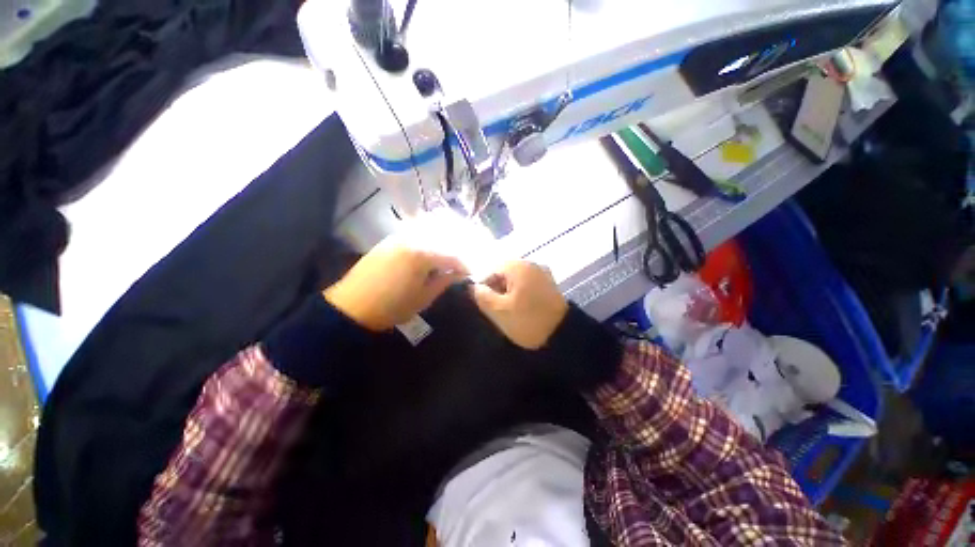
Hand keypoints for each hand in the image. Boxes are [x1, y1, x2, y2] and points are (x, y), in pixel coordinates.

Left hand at [324, 236, 467, 330]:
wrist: (351, 306)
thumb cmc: (392, 307)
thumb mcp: (424, 298)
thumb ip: (444, 282)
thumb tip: (458, 273)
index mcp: (423, 255)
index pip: (452, 256)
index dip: (463, 265)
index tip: (469, 273)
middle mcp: (412, 240)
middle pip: (441, 240)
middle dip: (454, 251)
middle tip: (460, 263)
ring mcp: (398, 238)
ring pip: (426, 234)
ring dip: (439, 243)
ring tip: (446, 255)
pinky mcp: (387, 241)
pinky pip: (412, 235)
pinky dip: (424, 240)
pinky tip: (426, 250)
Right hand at [470, 261, 568, 349]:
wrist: (563, 334)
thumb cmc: (528, 321)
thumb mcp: (499, 311)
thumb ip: (482, 296)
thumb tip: (474, 287)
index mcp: (518, 266)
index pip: (490, 270)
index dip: (483, 287)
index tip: (484, 305)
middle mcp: (531, 264)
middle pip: (503, 274)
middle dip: (497, 290)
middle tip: (495, 310)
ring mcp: (542, 273)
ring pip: (515, 280)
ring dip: (508, 293)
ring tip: (509, 312)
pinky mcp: (549, 284)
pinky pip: (527, 285)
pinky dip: (520, 294)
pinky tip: (521, 309)